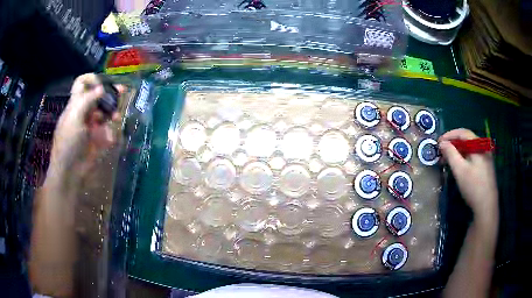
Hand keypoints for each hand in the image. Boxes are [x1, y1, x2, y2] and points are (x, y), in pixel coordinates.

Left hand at [50, 74, 122, 177]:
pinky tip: (113, 130)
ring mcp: (91, 124)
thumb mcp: (74, 119)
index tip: (103, 84)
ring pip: (104, 108)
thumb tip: (102, 87)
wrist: (70, 172)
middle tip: (122, 91)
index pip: (82, 83)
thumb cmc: (68, 144)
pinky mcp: (98, 137)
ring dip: (112, 108)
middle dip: (108, 91)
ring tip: (117, 116)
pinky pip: (107, 126)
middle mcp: (83, 110)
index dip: (92, 79)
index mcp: (75, 104)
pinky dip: (112, 125)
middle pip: (97, 93)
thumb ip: (87, 101)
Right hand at [438, 129, 497, 217]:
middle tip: (441, 152)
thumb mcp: (460, 170)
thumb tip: (442, 143)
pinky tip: (459, 166)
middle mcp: (483, 148)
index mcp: (478, 145)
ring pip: (469, 149)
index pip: (462, 133)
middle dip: (453, 144)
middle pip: (466, 140)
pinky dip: (464, 158)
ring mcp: (486, 157)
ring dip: (457, 152)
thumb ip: (451, 154)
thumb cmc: (473, 187)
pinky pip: (473, 156)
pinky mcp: (486, 167)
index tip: (438, 142)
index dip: (449, 135)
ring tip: (448, 160)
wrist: (487, 207)